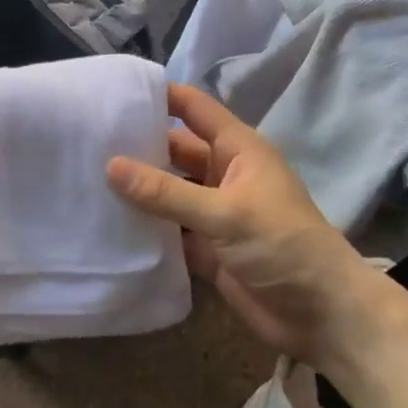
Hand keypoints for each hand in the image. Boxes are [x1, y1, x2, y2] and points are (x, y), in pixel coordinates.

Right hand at [107, 82, 388, 372]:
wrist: (323, 317)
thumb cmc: (283, 246)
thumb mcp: (225, 213)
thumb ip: (166, 192)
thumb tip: (110, 165)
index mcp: (237, 150)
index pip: (193, 108)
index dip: (159, 94)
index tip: (114, 90)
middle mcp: (222, 174)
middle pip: (173, 150)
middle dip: (136, 145)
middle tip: (84, 140)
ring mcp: (213, 212)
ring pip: (167, 191)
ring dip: (136, 188)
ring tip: (84, 177)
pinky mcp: (205, 247)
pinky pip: (168, 229)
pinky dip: (144, 226)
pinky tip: (106, 222)